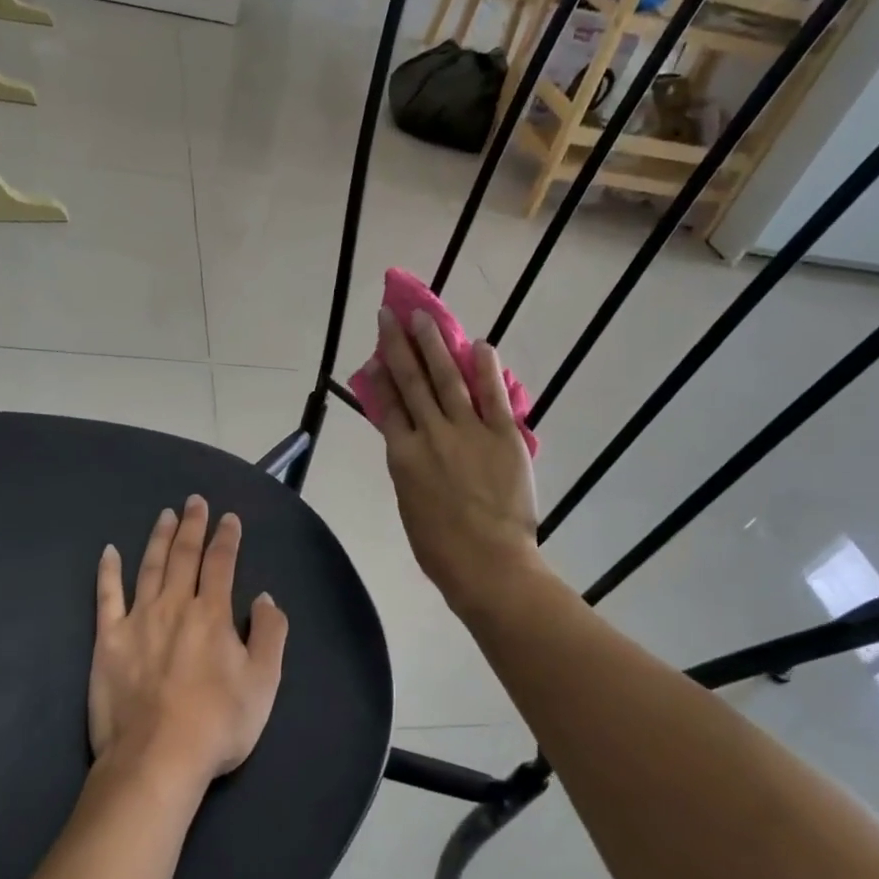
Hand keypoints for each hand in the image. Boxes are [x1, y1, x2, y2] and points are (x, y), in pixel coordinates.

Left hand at [90, 496, 287, 789]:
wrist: (156, 759)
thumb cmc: (218, 723)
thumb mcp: (264, 682)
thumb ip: (270, 633)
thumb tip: (266, 597)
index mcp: (213, 614)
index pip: (222, 563)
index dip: (227, 538)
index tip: (229, 518)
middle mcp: (175, 606)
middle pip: (184, 556)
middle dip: (192, 526)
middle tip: (194, 502)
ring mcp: (138, 620)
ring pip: (149, 567)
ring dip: (158, 538)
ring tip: (165, 515)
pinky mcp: (108, 640)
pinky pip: (107, 597)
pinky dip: (109, 572)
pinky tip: (109, 552)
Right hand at [368, 306, 542, 617]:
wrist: (487, 564)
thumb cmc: (440, 547)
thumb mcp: (410, 503)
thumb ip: (409, 468)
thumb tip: (409, 443)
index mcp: (403, 456)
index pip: (387, 405)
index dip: (379, 376)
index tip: (375, 352)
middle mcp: (430, 434)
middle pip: (411, 382)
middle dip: (399, 345)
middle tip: (391, 315)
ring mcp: (468, 432)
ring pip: (447, 379)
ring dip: (435, 345)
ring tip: (425, 318)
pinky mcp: (503, 436)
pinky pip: (493, 396)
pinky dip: (486, 369)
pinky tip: (479, 345)